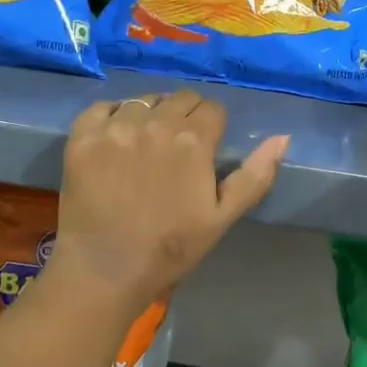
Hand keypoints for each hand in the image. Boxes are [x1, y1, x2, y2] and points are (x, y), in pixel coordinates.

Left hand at [51, 91, 288, 313]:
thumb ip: (255, 175)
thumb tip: (283, 137)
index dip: (213, 127)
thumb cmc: (171, 248)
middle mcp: (156, 123)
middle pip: (180, 99)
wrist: (106, 268)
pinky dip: (112, 116)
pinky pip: (103, 107)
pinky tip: (115, 139)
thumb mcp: (223, 217)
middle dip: (185, 116)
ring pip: (143, 100)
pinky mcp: (83, 136)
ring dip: (151, 115)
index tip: (206, 148)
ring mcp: (116, 127)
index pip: (212, 109)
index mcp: (194, 141)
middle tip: (177, 147)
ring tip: (145, 144)